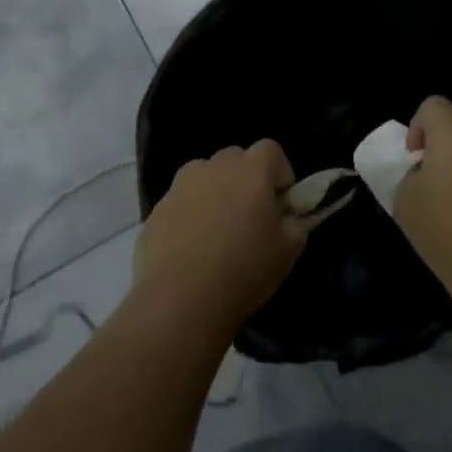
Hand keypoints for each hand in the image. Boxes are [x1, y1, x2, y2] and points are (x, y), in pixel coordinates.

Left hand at [133, 141, 305, 332]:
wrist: (180, 301)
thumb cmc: (244, 270)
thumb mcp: (289, 251)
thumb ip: (295, 224)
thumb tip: (288, 218)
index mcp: (252, 170)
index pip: (271, 150)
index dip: (279, 173)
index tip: (280, 203)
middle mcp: (215, 167)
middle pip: (236, 160)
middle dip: (246, 180)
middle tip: (250, 216)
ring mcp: (181, 186)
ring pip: (204, 177)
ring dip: (214, 193)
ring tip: (217, 231)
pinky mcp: (156, 210)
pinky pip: (181, 203)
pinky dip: (189, 216)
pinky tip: (191, 250)